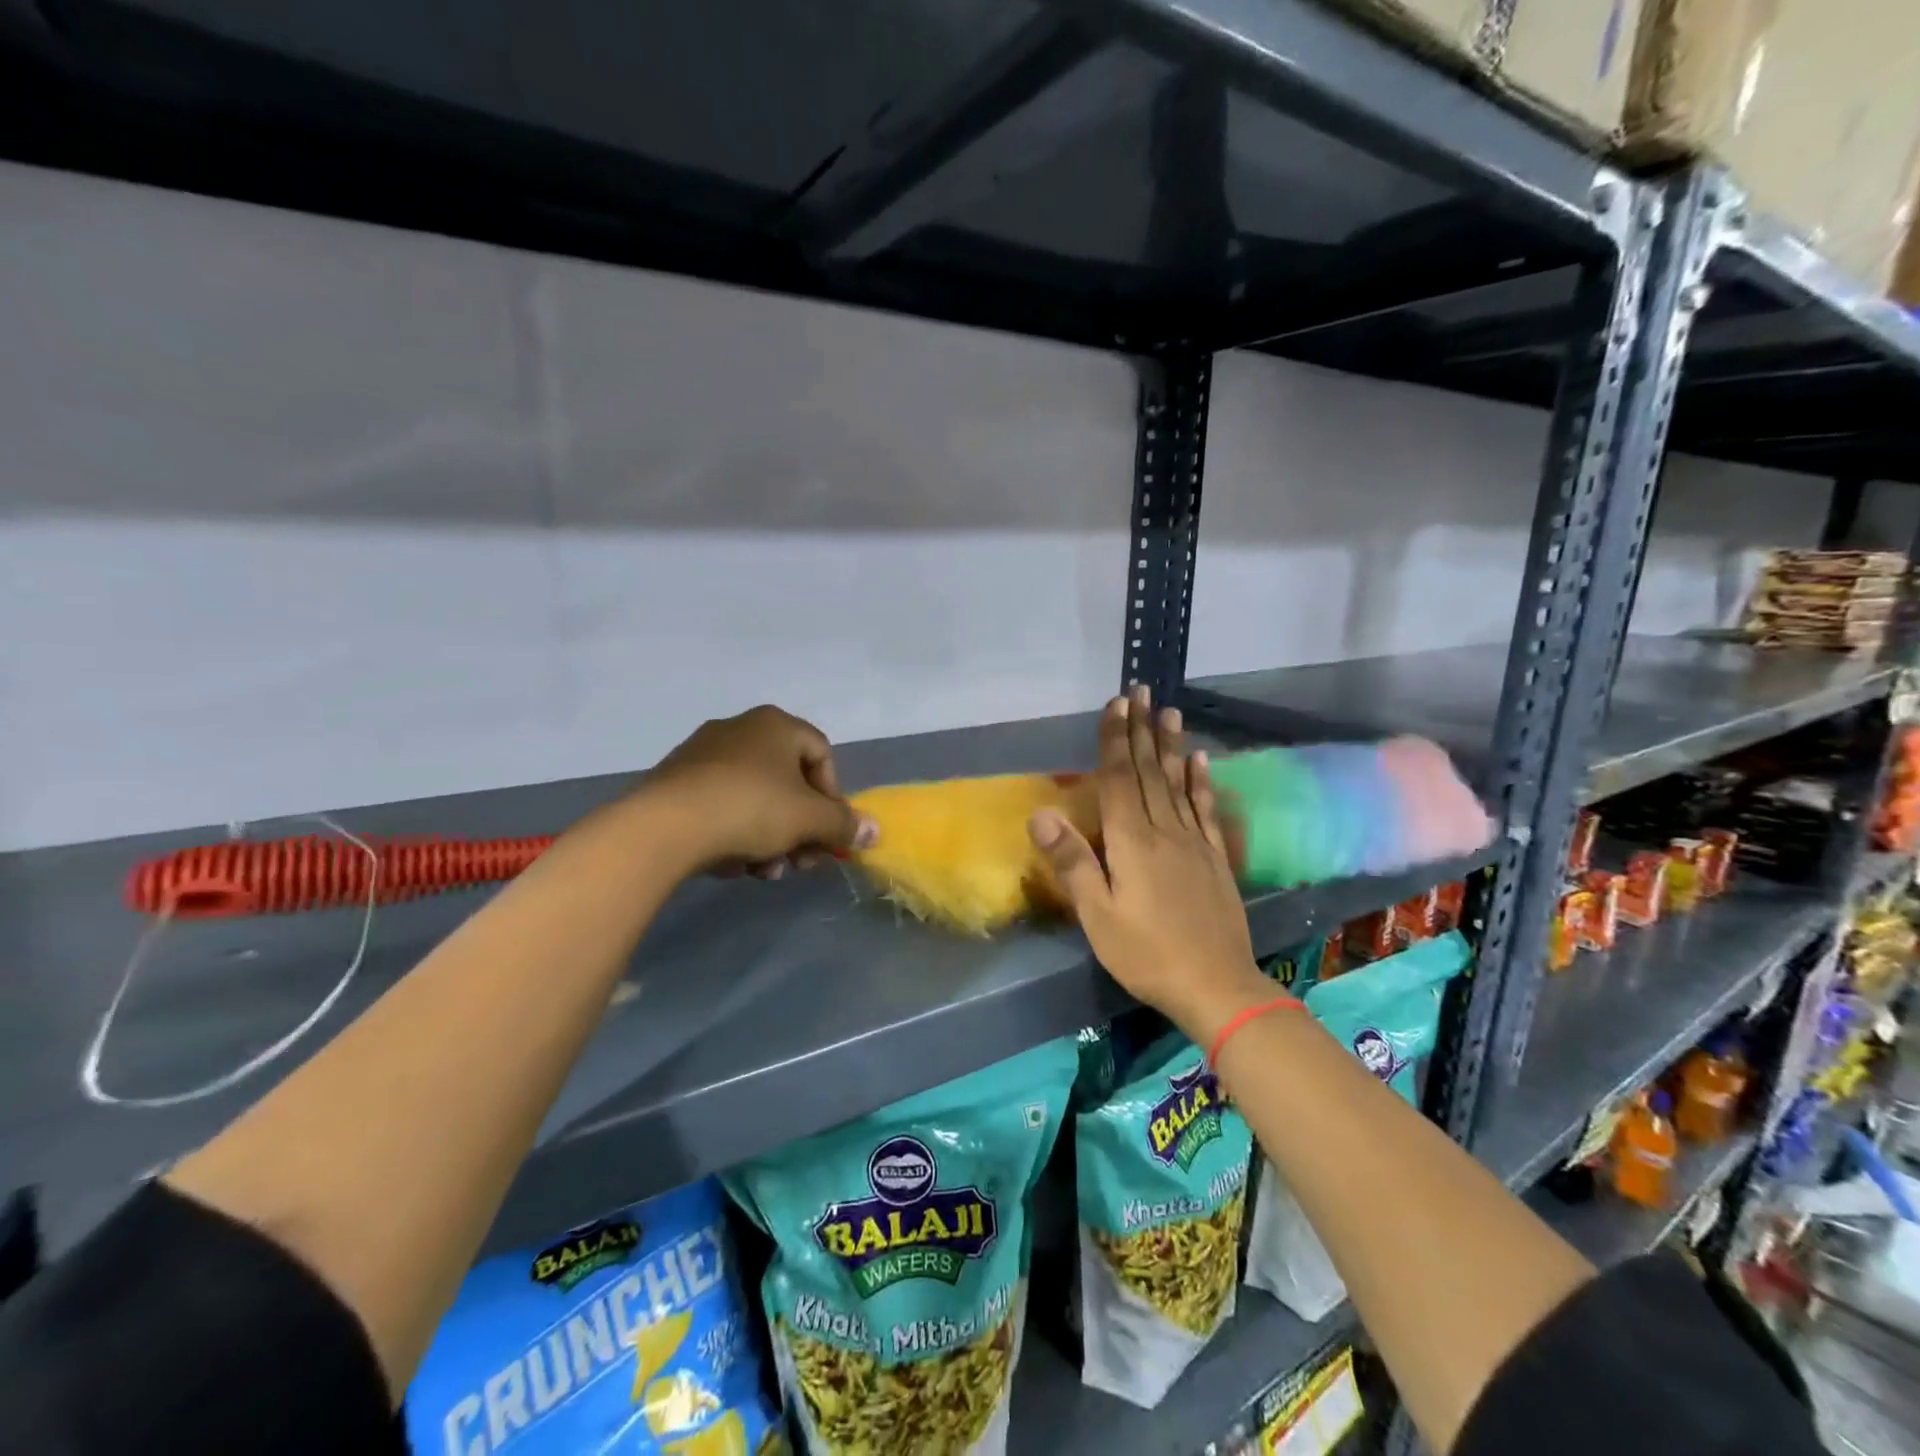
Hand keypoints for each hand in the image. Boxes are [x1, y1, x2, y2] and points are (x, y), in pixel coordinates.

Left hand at [646, 705, 877, 877]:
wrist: (665, 826)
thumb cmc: (751, 808)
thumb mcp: (810, 820)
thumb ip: (845, 824)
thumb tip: (875, 832)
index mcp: (776, 724)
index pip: (823, 755)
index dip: (834, 797)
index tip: (827, 833)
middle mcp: (740, 729)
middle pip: (788, 781)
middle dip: (800, 827)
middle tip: (799, 861)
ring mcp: (703, 753)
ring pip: (755, 798)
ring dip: (770, 837)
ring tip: (763, 871)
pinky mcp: (675, 781)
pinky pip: (721, 805)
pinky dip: (735, 832)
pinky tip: (732, 863)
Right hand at [1029, 688, 1272, 1044]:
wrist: (1216, 985)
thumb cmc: (1146, 953)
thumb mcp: (1098, 915)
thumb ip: (1073, 863)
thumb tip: (1041, 814)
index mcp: (1131, 842)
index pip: (1119, 779)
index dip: (1115, 739)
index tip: (1115, 704)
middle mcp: (1164, 831)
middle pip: (1149, 772)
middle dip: (1141, 730)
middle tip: (1140, 691)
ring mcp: (1194, 842)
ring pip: (1178, 783)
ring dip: (1171, 745)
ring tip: (1170, 711)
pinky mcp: (1214, 858)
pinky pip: (1205, 810)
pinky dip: (1201, 782)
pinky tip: (1201, 761)